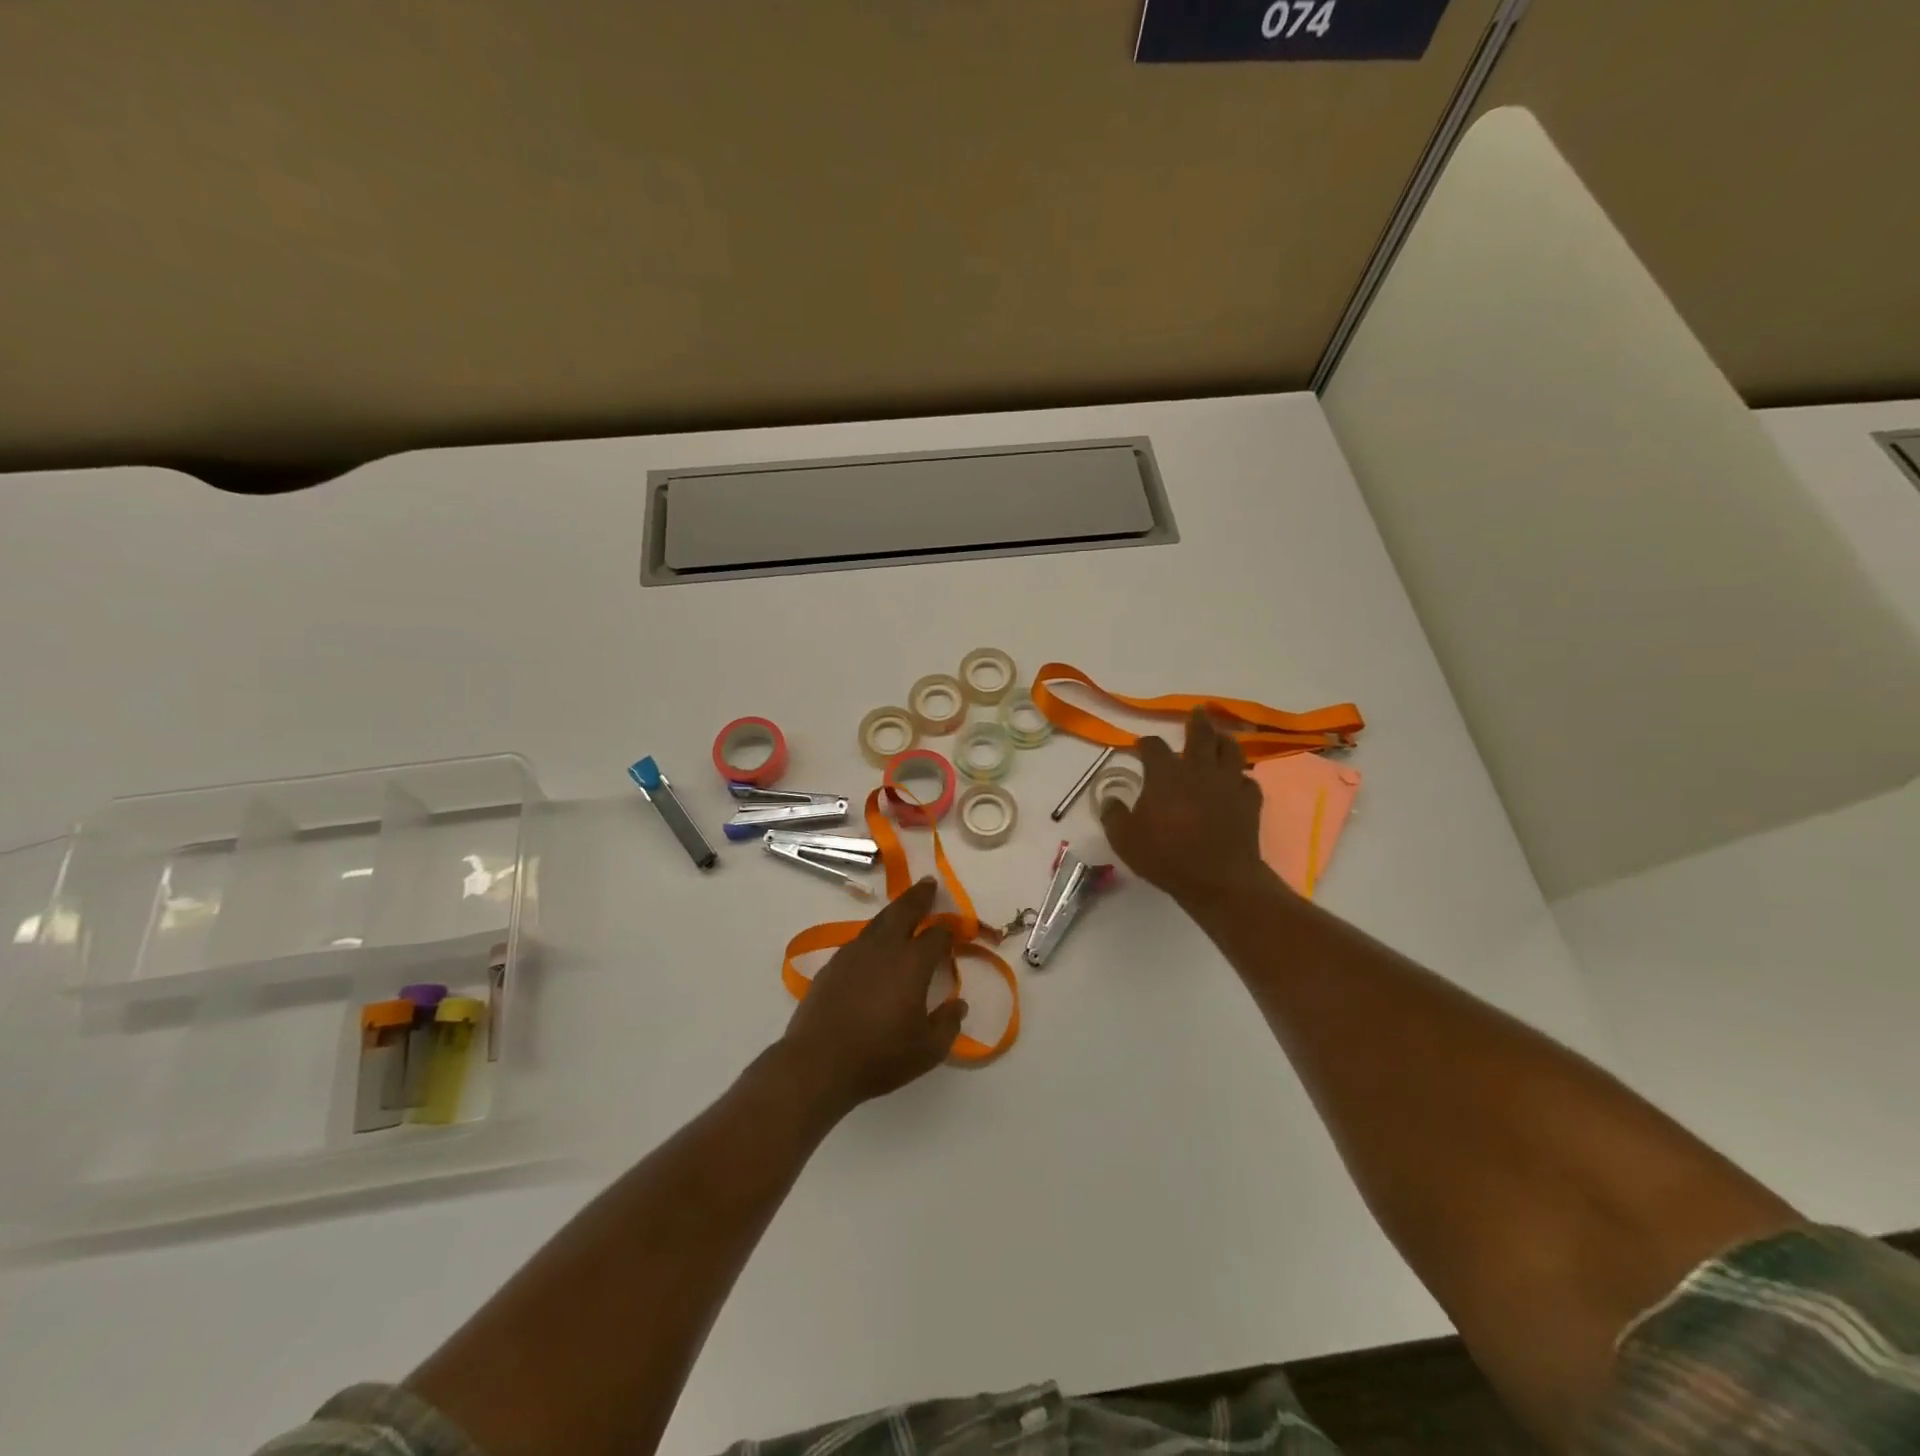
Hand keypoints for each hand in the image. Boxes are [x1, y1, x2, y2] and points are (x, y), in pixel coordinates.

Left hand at [780, 878, 965, 1113]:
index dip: (949, 930)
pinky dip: (873, 934)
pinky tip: (875, 945)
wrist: (818, 1063)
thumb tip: (958, 1004)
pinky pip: (860, 940)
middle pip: (904, 911)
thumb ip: (949, 1023)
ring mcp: (854, 953)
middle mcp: (884, 948)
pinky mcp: (833, 965)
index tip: (956, 929)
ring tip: (903, 908)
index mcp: (912, 963)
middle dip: (919, 896)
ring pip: (879, 921)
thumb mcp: (928, 1050)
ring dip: (894, 911)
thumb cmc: (880, 1057)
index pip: (937, 936)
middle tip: (928, 884)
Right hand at [1101, 707, 1272, 908]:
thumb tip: (1109, 799)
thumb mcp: (1124, 840)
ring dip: (1224, 740)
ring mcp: (1227, 783)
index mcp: (1165, 774)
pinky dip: (1241, 777)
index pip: (1153, 746)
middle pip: (1200, 735)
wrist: (1218, 879)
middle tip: (1198, 712)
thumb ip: (1113, 815)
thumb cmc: (1166, 857)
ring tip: (1221, 737)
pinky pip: (1247, 780)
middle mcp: (1198, 770)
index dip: (1145, 743)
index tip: (1141, 746)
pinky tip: (1237, 781)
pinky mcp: (1249, 801)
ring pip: (1230, 750)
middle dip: (1197, 721)